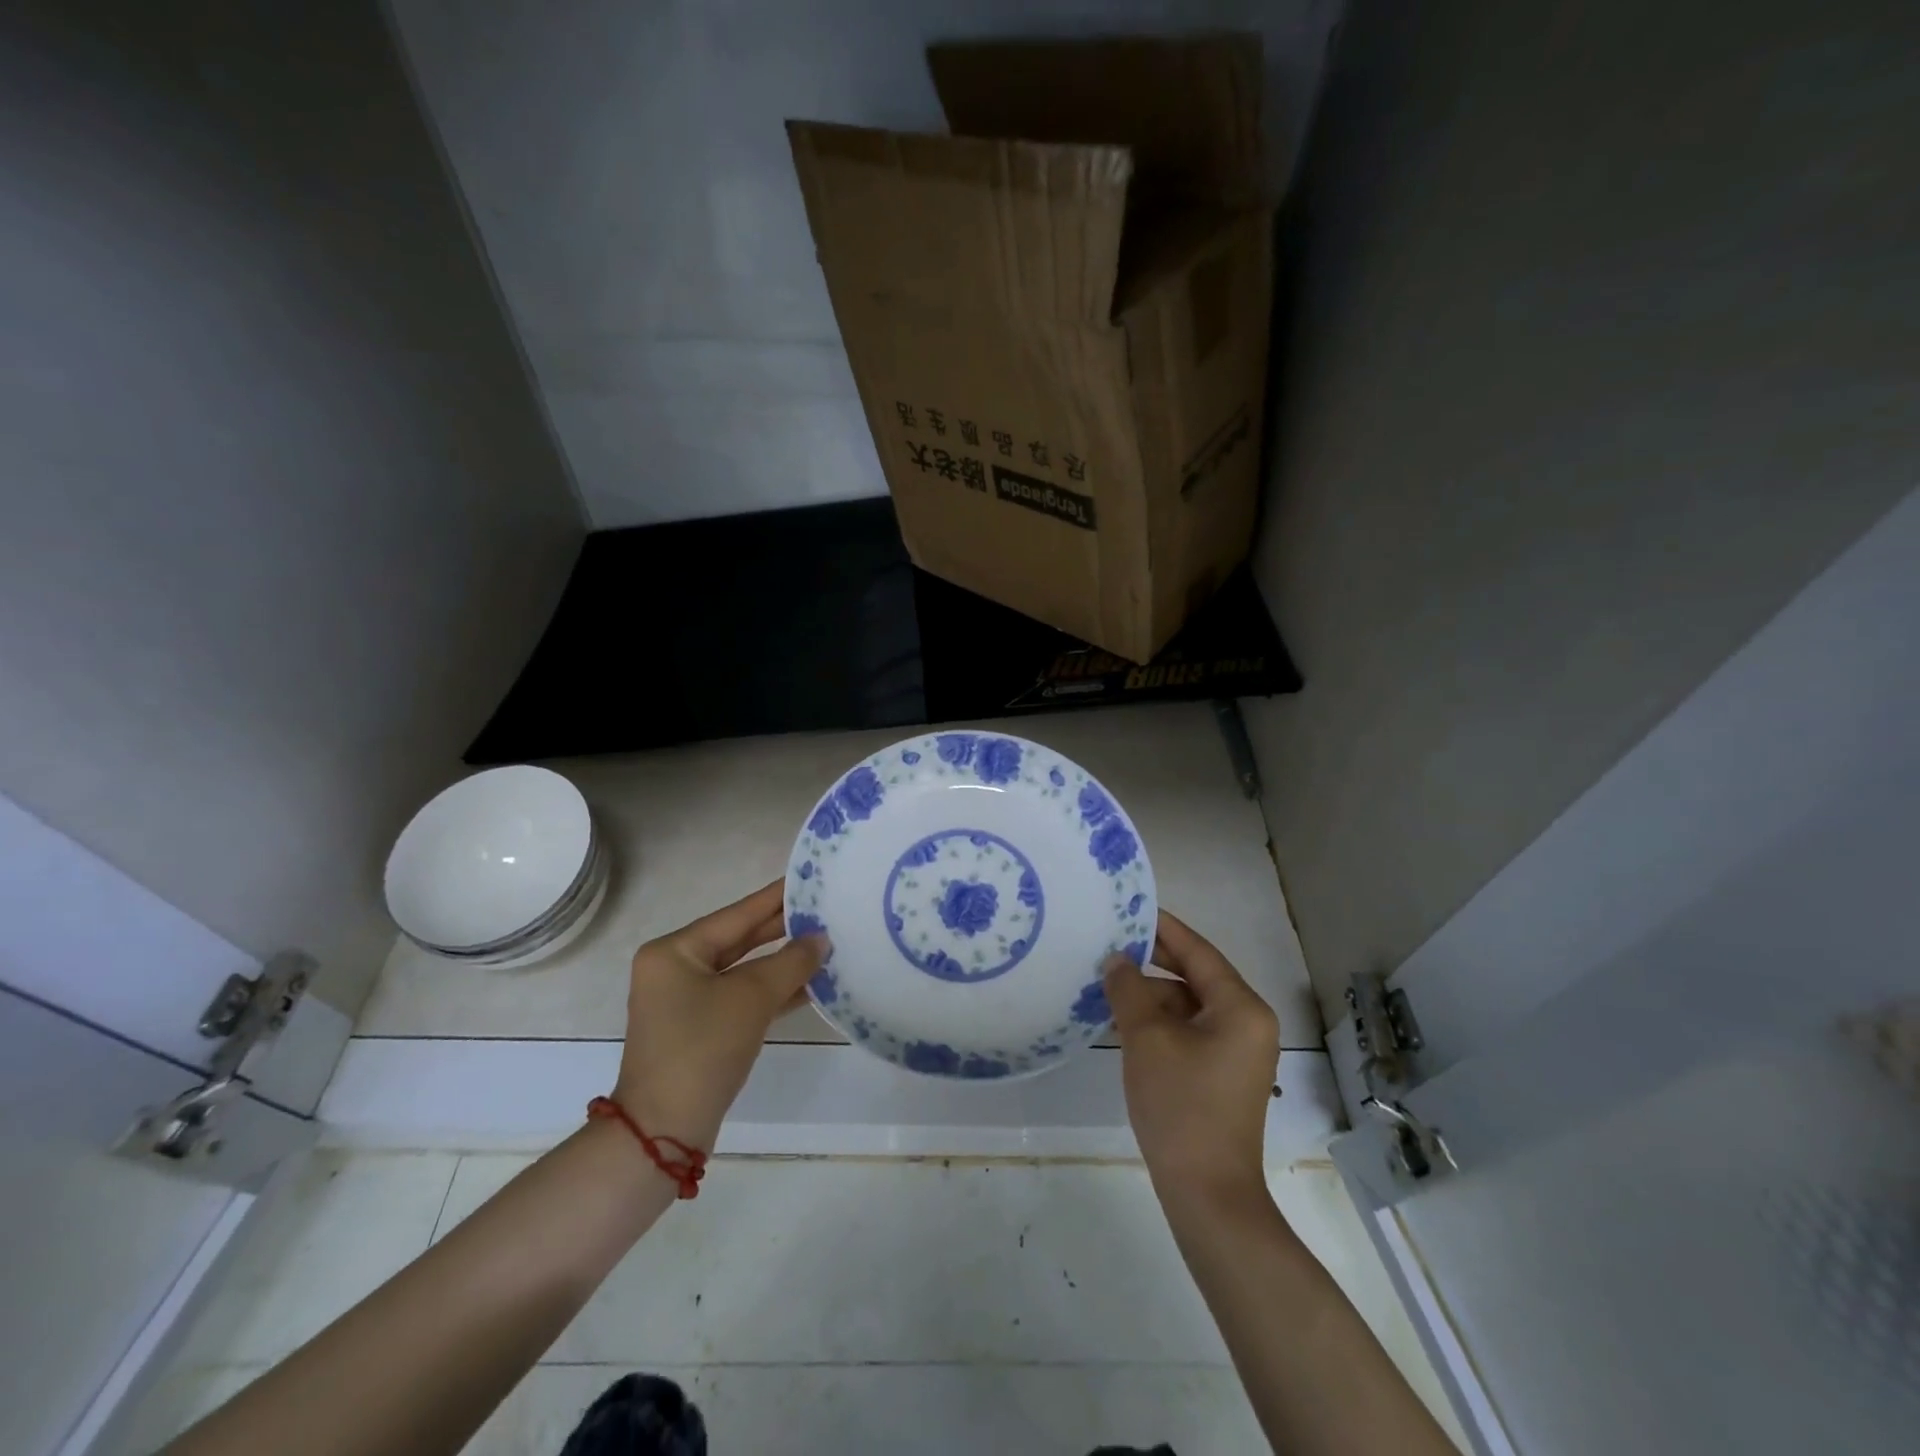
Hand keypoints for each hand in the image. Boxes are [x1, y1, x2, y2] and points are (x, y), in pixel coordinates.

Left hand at [613, 881, 826, 1150]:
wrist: (665, 1130)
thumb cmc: (702, 1048)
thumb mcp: (751, 998)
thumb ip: (790, 962)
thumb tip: (820, 939)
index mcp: (674, 951)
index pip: (736, 915)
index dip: (774, 898)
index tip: (806, 878)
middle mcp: (675, 970)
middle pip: (739, 941)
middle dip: (781, 931)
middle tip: (823, 910)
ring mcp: (686, 1002)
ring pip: (743, 971)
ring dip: (782, 963)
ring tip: (825, 944)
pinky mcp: (700, 1029)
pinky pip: (741, 998)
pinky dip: (771, 992)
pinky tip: (809, 985)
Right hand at [1104, 911, 1279, 1204]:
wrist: (1207, 1194)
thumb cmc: (1181, 1106)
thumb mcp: (1146, 1039)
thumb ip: (1129, 989)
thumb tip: (1116, 959)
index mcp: (1241, 1007)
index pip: (1198, 952)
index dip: (1163, 928)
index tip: (1131, 908)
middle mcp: (1247, 1022)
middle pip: (1195, 977)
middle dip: (1152, 963)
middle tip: (1110, 943)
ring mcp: (1236, 1051)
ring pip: (1188, 1006)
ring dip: (1150, 996)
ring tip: (1106, 985)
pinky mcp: (1221, 1074)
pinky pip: (1188, 1031)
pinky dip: (1158, 1023)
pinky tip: (1121, 1022)